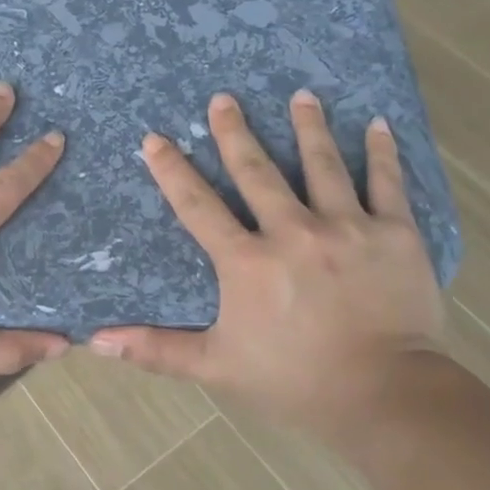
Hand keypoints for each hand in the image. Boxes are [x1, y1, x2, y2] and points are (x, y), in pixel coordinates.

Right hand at [90, 91, 443, 435]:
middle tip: (223, 98)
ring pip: (322, 164)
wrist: (385, 395)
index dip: (173, 171)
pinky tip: (376, 123)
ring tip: (301, 95)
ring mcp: (347, 227)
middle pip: (257, 171)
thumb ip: (156, 349)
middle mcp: (293, 231)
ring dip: (308, 127)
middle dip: (235, 133)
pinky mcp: (394, 234)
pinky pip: (387, 183)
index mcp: (247, 261)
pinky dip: (382, 152)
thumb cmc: (294, 381)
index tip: (155, 139)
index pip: (199, 207)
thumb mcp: (216, 366)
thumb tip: (95, 340)